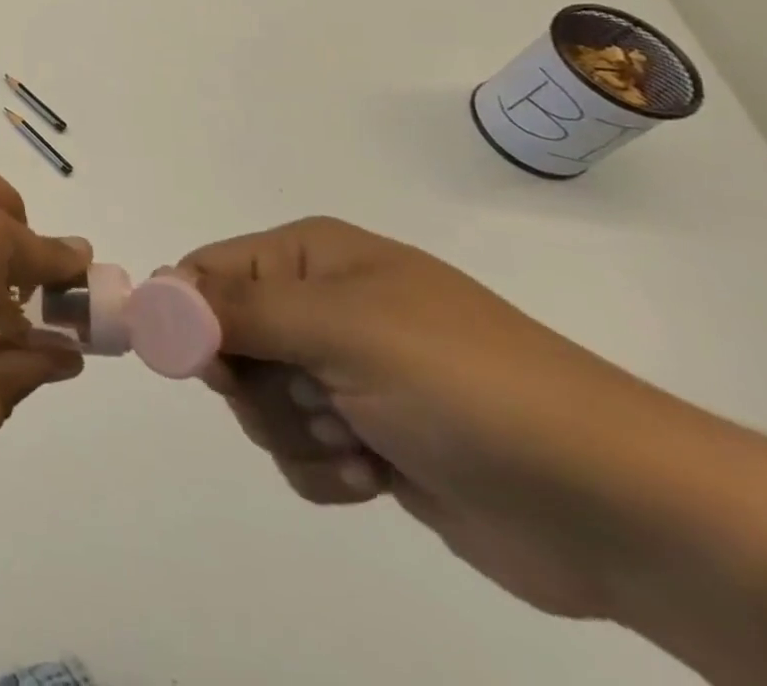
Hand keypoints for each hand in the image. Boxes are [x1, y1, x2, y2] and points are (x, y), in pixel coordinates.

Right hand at [177, 217, 693, 620]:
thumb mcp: (342, 328)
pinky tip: (376, 473)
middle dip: (254, 383)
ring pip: (257, 402)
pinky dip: (324, 468)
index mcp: (312, 258)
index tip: (207, 364)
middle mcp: (321, 307)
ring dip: (295, 431)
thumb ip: (237, 309)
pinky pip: (296, 451)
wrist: (615, 507)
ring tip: (360, 441)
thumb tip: (151, 295)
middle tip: (307, 397)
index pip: (208, 271)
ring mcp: (344, 374)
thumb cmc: (464, 384)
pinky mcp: (364, 438)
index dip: (189, 314)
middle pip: (225, 340)